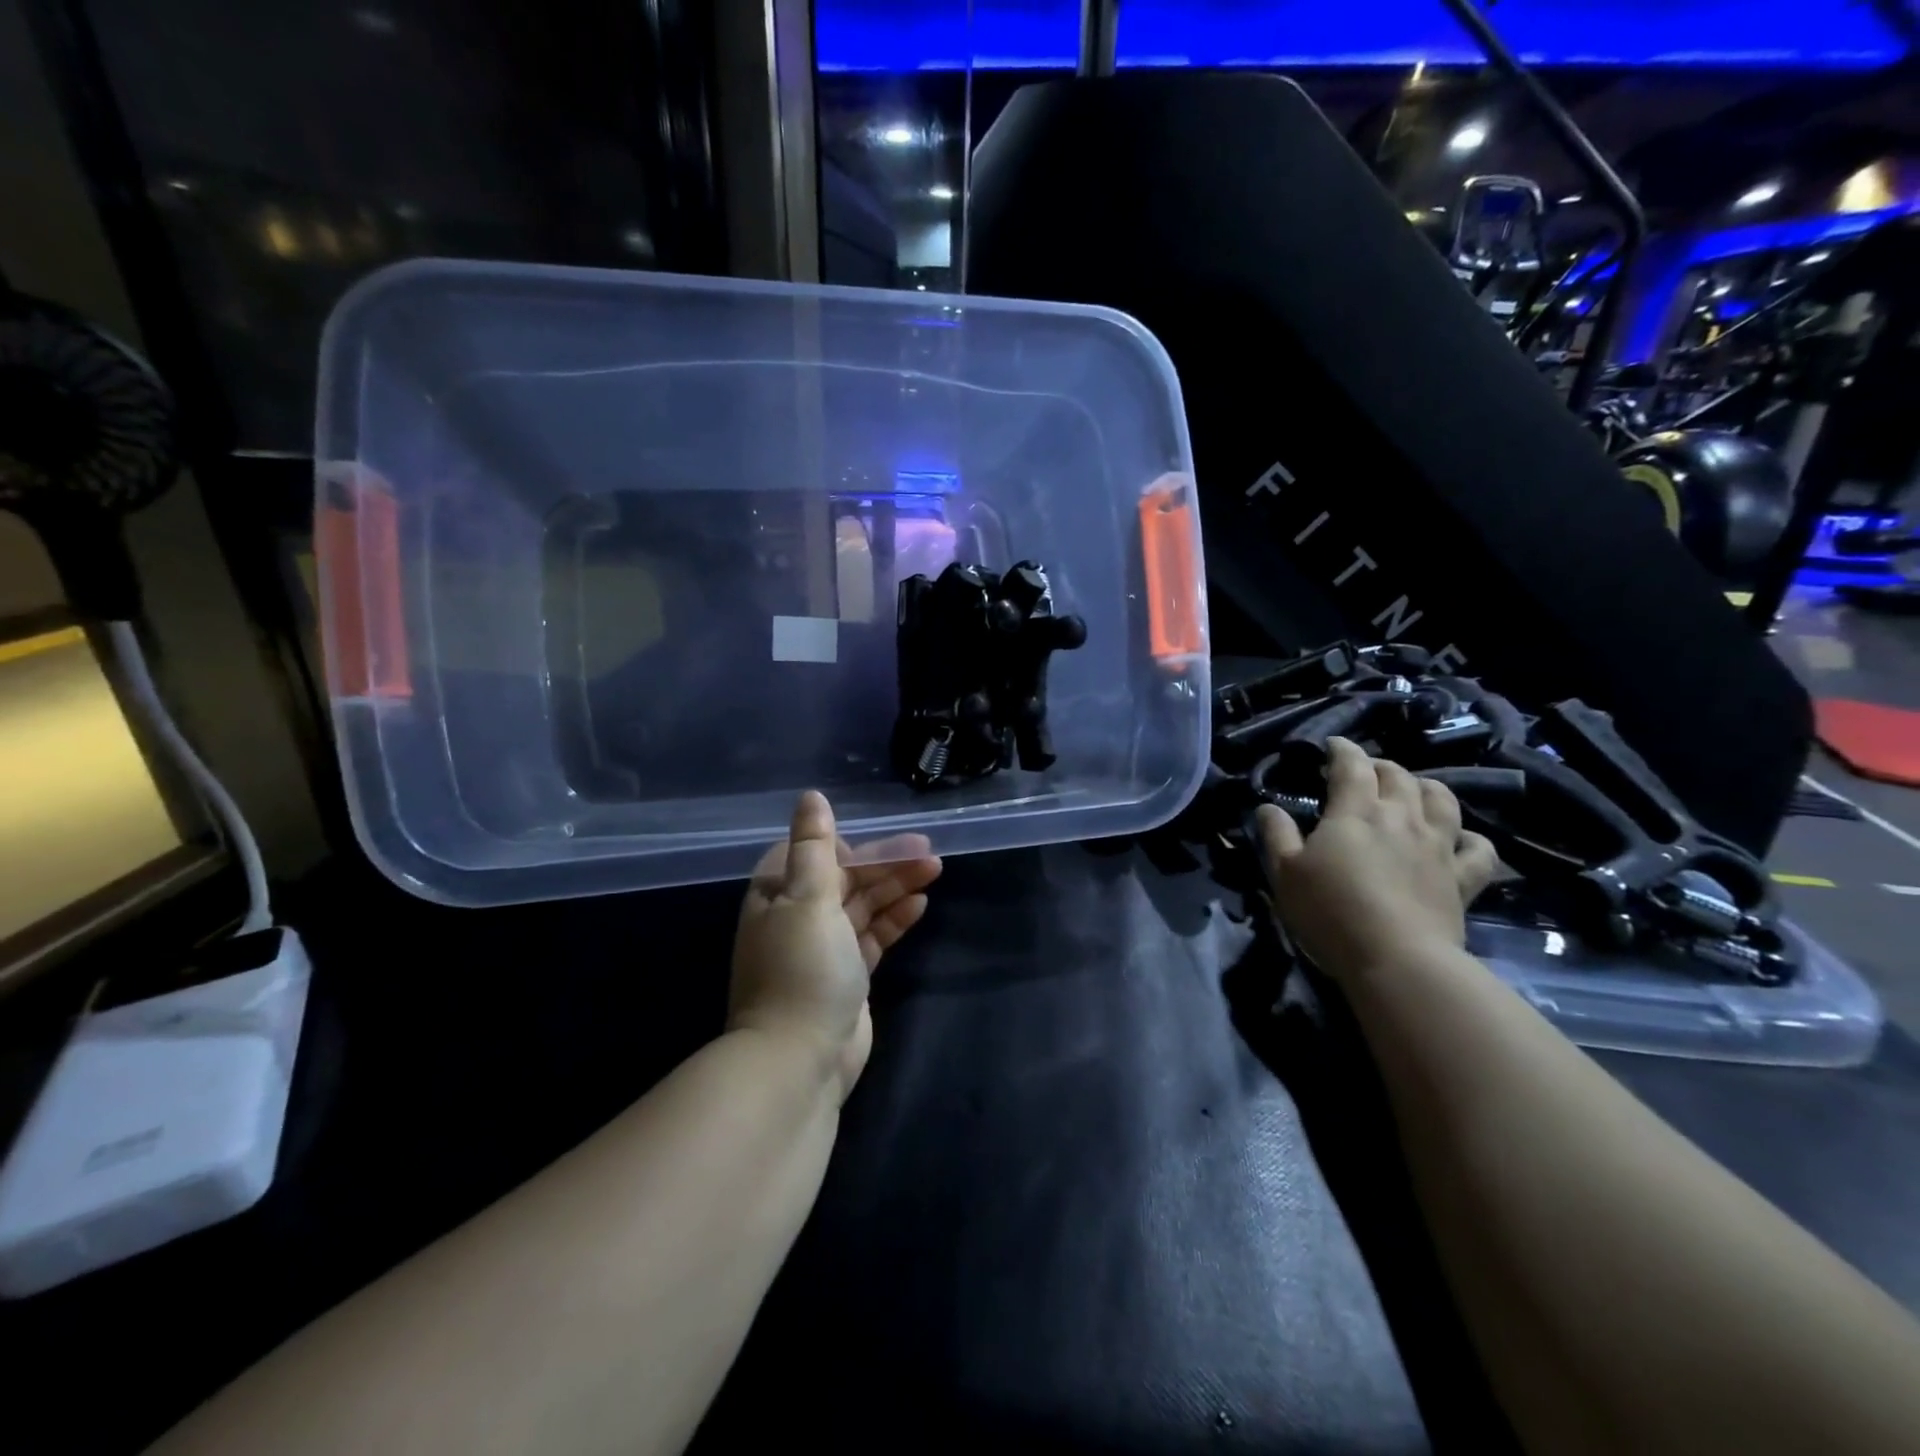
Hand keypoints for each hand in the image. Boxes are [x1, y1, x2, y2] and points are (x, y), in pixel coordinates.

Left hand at [729, 791, 942, 1102]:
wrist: (799, 1060)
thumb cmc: (802, 969)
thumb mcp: (807, 898)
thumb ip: (813, 846)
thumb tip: (811, 796)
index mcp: (777, 895)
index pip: (815, 855)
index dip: (851, 845)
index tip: (888, 841)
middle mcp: (797, 917)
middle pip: (846, 878)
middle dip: (885, 864)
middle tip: (929, 852)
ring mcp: (824, 948)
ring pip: (864, 906)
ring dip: (896, 887)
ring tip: (935, 870)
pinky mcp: (847, 976)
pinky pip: (873, 936)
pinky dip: (894, 920)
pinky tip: (920, 905)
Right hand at [1255, 737, 1499, 983]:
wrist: (1397, 959)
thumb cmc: (1330, 911)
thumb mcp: (1285, 872)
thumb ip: (1276, 834)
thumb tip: (1268, 807)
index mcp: (1355, 811)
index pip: (1351, 765)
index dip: (1342, 749)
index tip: (1332, 746)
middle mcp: (1401, 817)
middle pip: (1398, 775)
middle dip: (1379, 766)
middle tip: (1364, 772)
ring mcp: (1438, 846)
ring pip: (1441, 799)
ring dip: (1425, 788)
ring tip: (1413, 792)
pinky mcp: (1463, 878)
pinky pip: (1479, 848)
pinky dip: (1470, 837)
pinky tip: (1460, 840)